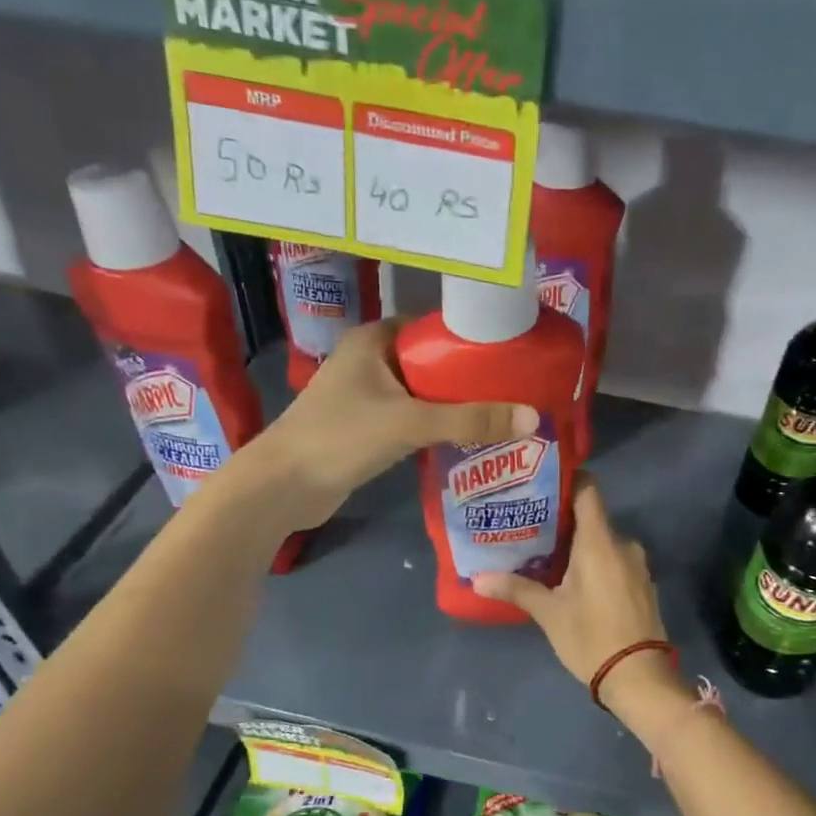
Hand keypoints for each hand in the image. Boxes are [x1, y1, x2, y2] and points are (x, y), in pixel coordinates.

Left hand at [258, 319, 535, 530]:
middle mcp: (370, 361)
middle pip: (432, 363)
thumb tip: (533, 418)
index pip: (432, 327)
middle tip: (516, 390)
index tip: (511, 354)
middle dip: (470, 378)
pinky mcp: (366, 430)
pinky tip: (469, 440)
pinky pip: (413, 421)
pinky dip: (438, 428)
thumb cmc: (340, 438)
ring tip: (504, 415)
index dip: (470, 339)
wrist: (282, 487)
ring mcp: (366, 397)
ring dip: (456, 407)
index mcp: (374, 340)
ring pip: (423, 395)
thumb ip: (470, 420)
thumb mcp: (410, 422)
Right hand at [473, 476, 684, 711]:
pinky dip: (595, 562)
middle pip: (592, 517)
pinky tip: (573, 579)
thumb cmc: (591, 637)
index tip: (541, 482)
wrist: (640, 678)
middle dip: (563, 520)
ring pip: (603, 542)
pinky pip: (615, 560)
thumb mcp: (549, 613)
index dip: (567, 480)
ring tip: (546, 553)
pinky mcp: (642, 584)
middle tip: (530, 524)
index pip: (588, 490)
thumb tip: (477, 579)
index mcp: (599, 541)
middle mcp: (623, 544)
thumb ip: (516, 589)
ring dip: (579, 545)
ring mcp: (637, 564)